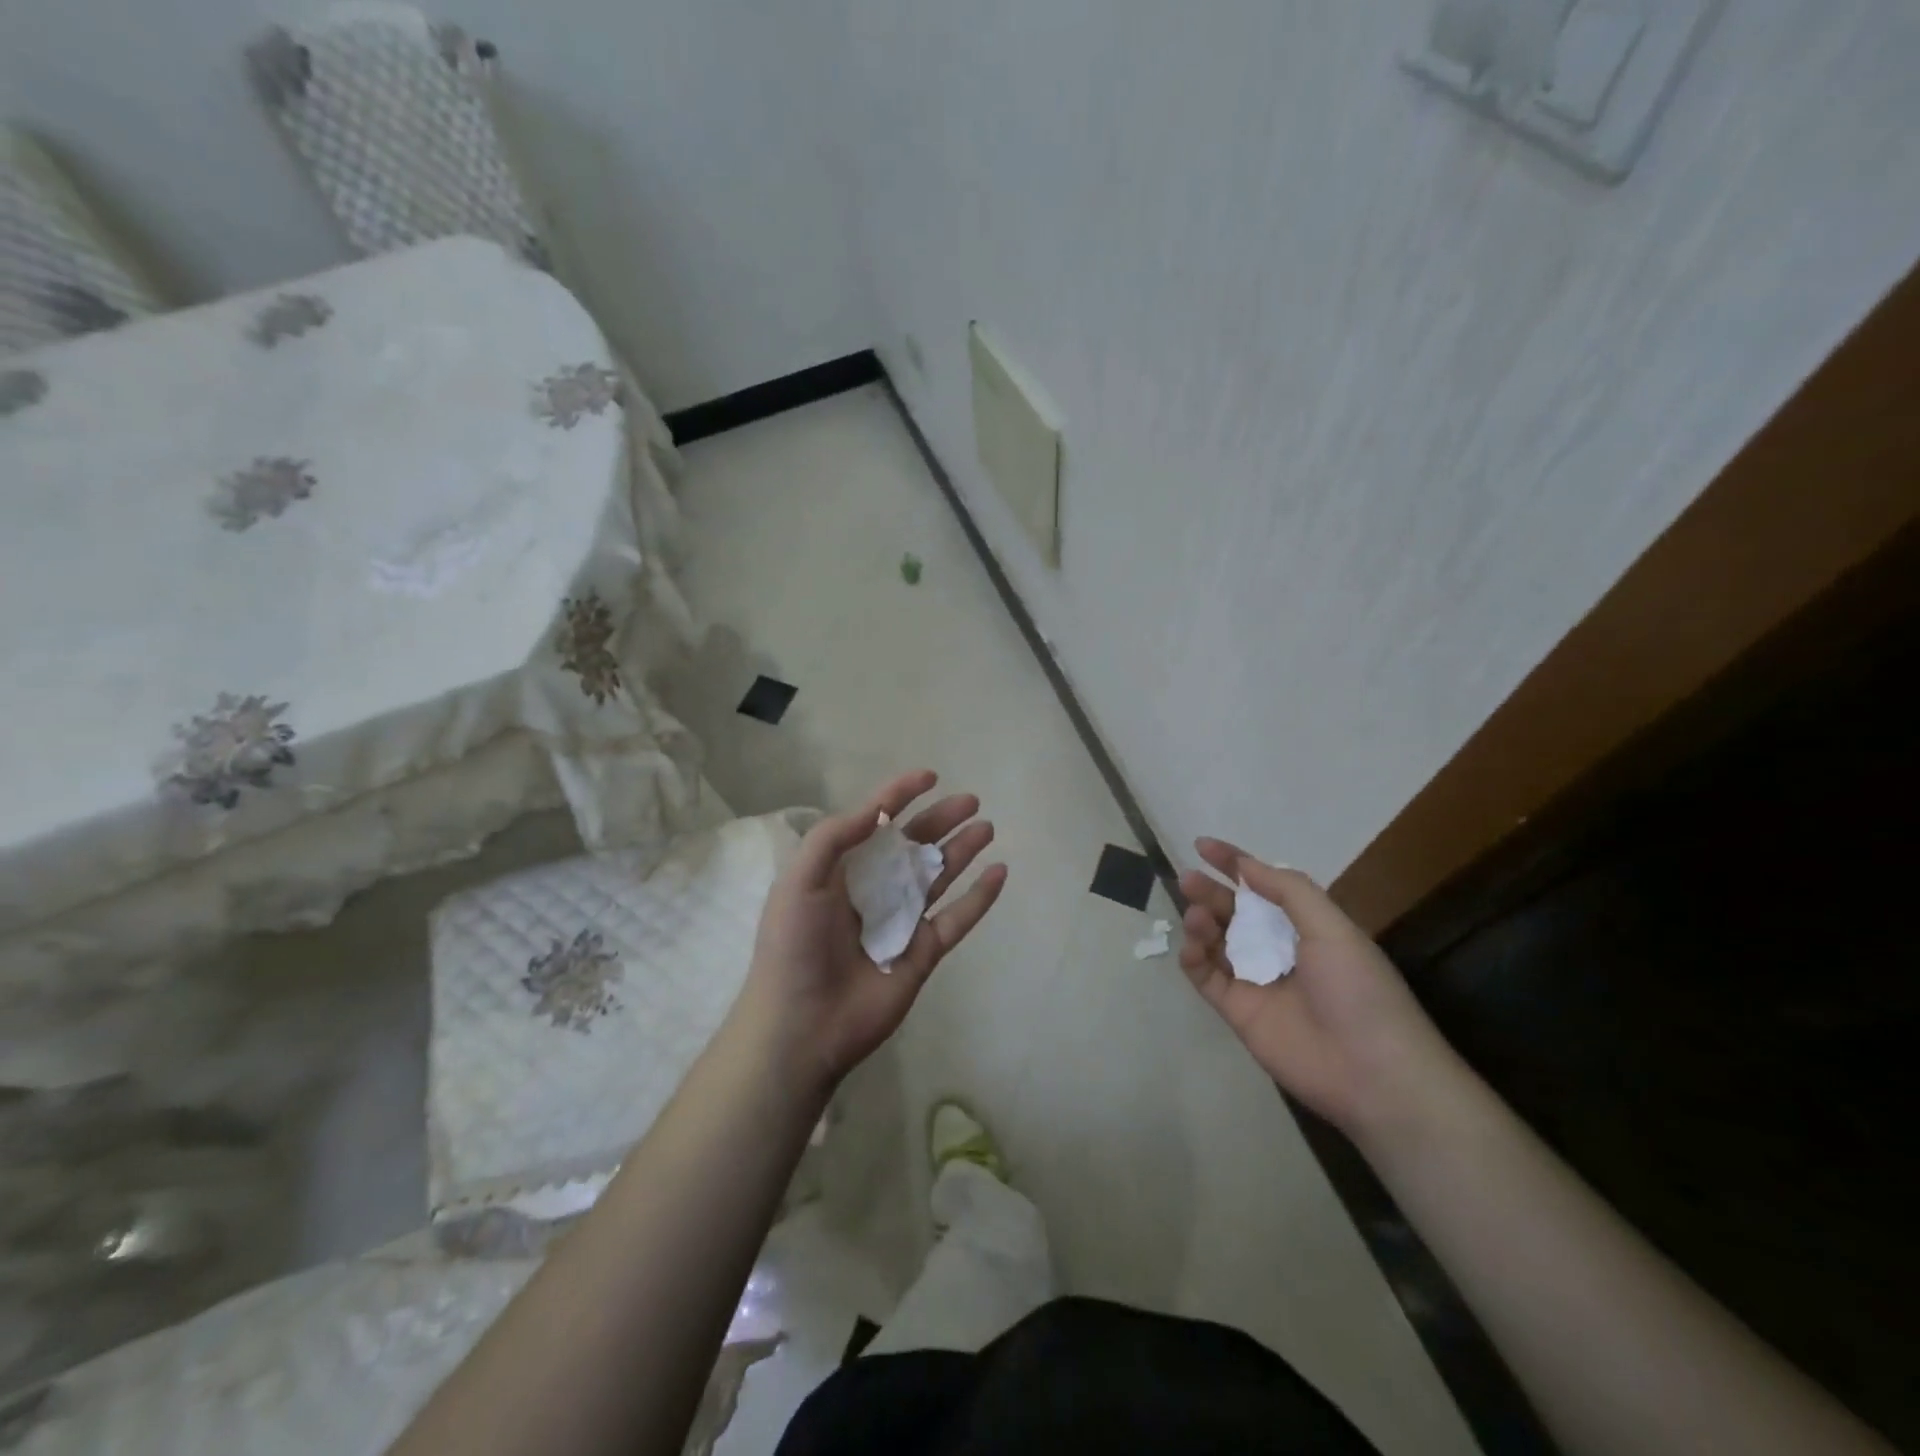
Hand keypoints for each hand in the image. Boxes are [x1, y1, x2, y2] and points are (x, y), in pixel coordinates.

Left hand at [738, 770, 1006, 1096]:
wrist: (801, 1025)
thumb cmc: (794, 946)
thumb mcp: (800, 880)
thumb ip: (836, 837)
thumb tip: (877, 808)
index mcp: (842, 871)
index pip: (876, 824)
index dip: (899, 796)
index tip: (929, 775)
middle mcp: (874, 891)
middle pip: (915, 846)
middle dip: (941, 820)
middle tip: (971, 801)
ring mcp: (901, 922)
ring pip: (940, 876)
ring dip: (963, 850)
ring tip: (987, 827)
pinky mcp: (923, 952)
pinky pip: (957, 919)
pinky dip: (980, 897)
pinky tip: (1000, 872)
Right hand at [1177, 838, 1463, 1139]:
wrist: (1373, 1073)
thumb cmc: (1359, 991)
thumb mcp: (1332, 928)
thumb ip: (1289, 891)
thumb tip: (1248, 865)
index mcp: (1307, 928)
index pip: (1264, 887)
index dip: (1234, 864)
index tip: (1202, 846)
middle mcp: (1279, 950)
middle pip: (1234, 913)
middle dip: (1210, 892)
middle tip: (1187, 879)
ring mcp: (1257, 982)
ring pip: (1216, 943)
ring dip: (1201, 923)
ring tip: (1195, 916)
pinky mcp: (1239, 1013)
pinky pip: (1207, 979)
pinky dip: (1193, 960)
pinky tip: (1191, 948)